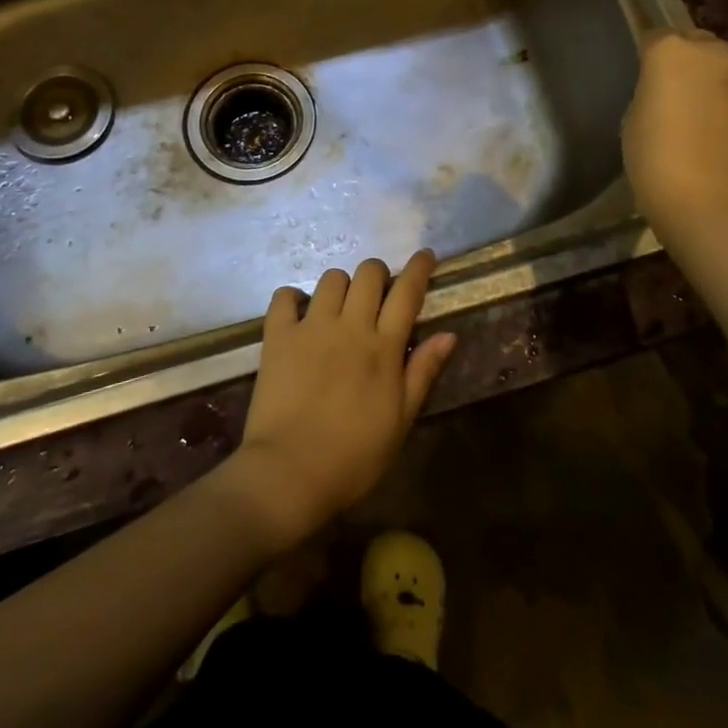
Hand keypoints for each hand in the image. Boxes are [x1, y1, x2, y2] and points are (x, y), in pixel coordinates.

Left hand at [226, 251, 456, 550]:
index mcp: (383, 347)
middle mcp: (349, 326)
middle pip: (368, 273)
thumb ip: (423, 372)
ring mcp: (311, 327)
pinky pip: (284, 296)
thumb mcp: (400, 420)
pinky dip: (294, 298)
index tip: (426, 255)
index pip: (407, 292)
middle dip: (378, 274)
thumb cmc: (354, 456)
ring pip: (331, 278)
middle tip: (377, 294)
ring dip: (341, 286)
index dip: (419, 268)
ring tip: (340, 307)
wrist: (290, 472)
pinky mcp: (278, 336)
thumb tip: (449, 334)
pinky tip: (300, 314)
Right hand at [623, 30, 727, 230]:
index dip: (646, 58)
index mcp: (671, 50)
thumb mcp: (634, 117)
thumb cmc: (655, 158)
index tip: (640, 78)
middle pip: (695, 43)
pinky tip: (712, 129)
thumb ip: (652, 90)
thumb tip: (666, 91)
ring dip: (708, 79)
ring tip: (693, 110)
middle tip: (668, 91)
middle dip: (684, 60)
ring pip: (720, 66)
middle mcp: (712, 53)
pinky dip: (724, 101)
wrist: (710, 202)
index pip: (654, 37)